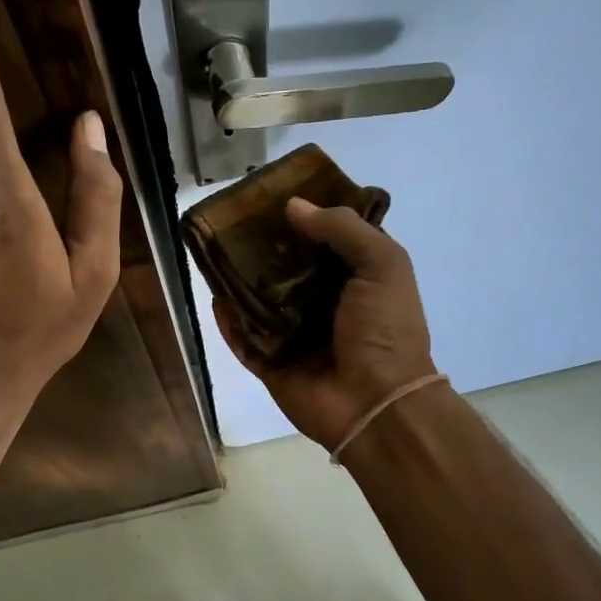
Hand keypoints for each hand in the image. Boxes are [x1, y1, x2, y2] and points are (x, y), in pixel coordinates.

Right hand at [213, 198, 437, 447]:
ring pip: (259, 300)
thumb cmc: (386, 330)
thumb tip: (293, 206)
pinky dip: (229, 321)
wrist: (377, 404)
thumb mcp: (382, 264)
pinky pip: (243, 339)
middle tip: (234, 220)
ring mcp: (294, 336)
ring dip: (239, 279)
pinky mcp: (271, 364)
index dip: (303, 217)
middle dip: (262, 246)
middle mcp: (322, 303)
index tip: (273, 195)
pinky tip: (214, 296)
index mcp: (354, 279)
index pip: (324, 240)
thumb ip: (343, 229)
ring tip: (215, 249)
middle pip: (285, 268)